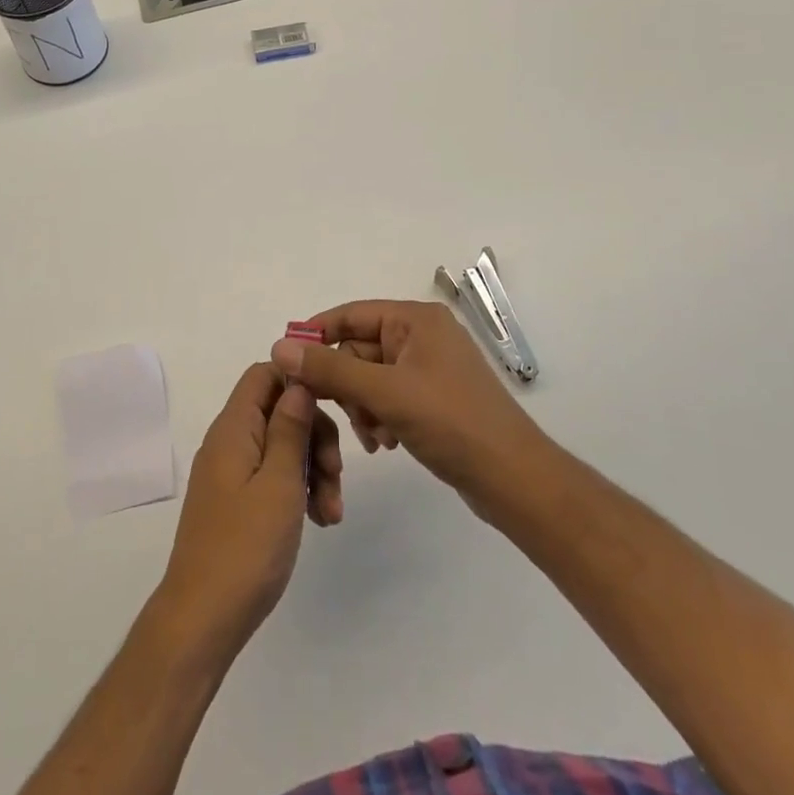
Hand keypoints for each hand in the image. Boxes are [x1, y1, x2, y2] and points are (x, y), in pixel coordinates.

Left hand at [154, 363, 342, 661]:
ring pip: (281, 446)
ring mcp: (231, 472)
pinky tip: (318, 521)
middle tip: (336, 474)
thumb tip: (298, 381)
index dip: (299, 380)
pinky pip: (271, 476)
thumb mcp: (278, 483)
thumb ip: (289, 428)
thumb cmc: (246, 547)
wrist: (202, 619)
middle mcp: (229, 441)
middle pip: (279, 410)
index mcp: (233, 427)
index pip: (264, 373)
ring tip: (332, 513)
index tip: (335, 406)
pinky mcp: (236, 501)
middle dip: (315, 436)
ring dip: (312, 469)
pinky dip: (297, 490)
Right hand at [272, 300, 547, 515]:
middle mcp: (422, 336)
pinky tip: (385, 443)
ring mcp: (429, 368)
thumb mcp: (385, 392)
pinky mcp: (433, 399)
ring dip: (362, 407)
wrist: (514, 479)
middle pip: (358, 350)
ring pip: (370, 378)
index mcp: (416, 320)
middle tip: (343, 415)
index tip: (287, 363)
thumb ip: (331, 369)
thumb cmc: (451, 423)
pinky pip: (388, 397)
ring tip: (374, 437)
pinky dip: (380, 417)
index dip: (317, 335)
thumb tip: (279, 348)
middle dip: (347, 385)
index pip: (351, 315)